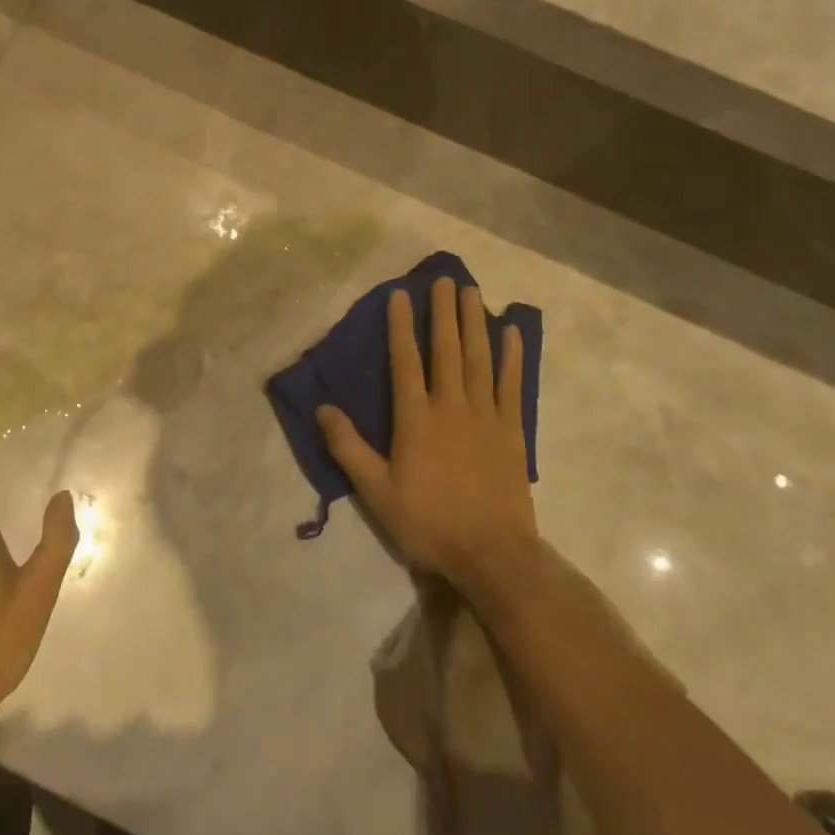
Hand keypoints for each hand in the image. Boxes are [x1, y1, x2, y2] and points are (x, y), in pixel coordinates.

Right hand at [317, 278, 538, 597]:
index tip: (400, 295)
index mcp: (416, 419)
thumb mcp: (376, 491)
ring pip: (479, 358)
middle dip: (443, 312)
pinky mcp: (512, 430)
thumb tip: (323, 408)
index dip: (401, 326)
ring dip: (474, 322)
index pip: (405, 361)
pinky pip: (512, 384)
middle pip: (446, 349)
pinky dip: (512, 356)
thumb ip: (348, 447)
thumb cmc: (429, 522)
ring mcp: (485, 416)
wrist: (492, 555)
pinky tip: (511, 332)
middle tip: (443, 278)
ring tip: (471, 291)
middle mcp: (451, 406)